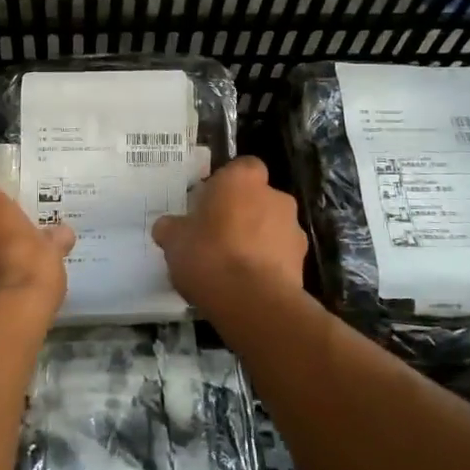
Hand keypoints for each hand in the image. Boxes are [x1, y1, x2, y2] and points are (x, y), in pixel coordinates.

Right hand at [152, 156, 306, 305]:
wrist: (252, 302)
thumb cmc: (208, 255)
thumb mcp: (174, 240)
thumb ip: (172, 228)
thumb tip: (167, 226)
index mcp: (242, 179)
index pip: (242, 167)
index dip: (227, 184)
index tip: (210, 204)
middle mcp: (274, 196)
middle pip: (258, 198)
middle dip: (242, 214)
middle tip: (217, 237)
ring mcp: (293, 229)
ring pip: (272, 227)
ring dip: (257, 241)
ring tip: (232, 268)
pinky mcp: (302, 261)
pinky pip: (280, 256)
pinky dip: (267, 266)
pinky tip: (247, 285)